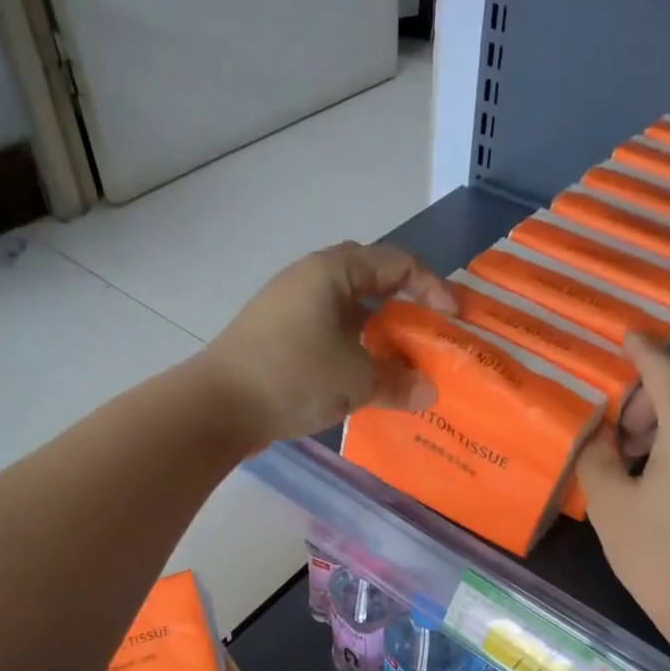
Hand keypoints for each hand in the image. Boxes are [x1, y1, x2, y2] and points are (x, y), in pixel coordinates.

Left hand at [199, 242, 456, 445]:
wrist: (217, 406)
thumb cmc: (293, 377)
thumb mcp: (356, 381)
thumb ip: (399, 382)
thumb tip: (430, 392)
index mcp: (332, 272)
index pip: (397, 264)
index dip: (432, 287)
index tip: (452, 319)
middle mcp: (309, 278)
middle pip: (370, 278)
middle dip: (402, 303)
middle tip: (424, 332)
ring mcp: (289, 305)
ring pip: (347, 308)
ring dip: (376, 329)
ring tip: (398, 359)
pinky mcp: (276, 334)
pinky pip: (328, 329)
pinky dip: (352, 346)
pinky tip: (361, 375)